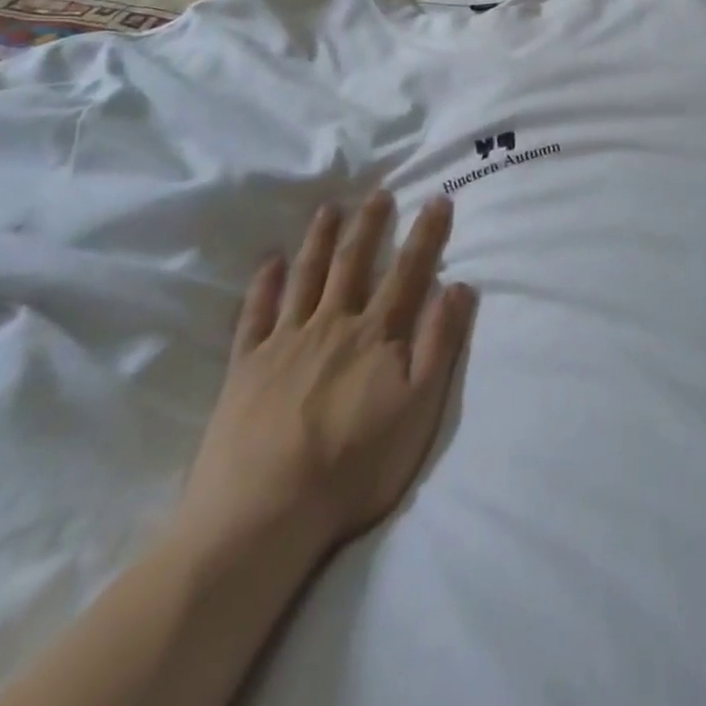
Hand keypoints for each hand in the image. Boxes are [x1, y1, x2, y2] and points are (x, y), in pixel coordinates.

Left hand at [171, 194, 476, 574]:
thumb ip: (439, 343)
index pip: (408, 272)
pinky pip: (256, 314)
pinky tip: (270, 263)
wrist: (263, 513)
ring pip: (307, 277)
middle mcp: (332, 324)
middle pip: (354, 263)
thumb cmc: (353, 465)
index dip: (425, 234)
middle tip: (378, 192)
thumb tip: (458, 286)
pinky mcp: (246, 366)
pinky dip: (264, 285)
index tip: (437, 199)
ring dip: (320, 240)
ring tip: (329, 208)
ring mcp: (285, 342)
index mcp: (375, 334)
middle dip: (370, 225)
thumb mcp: (417, 408)